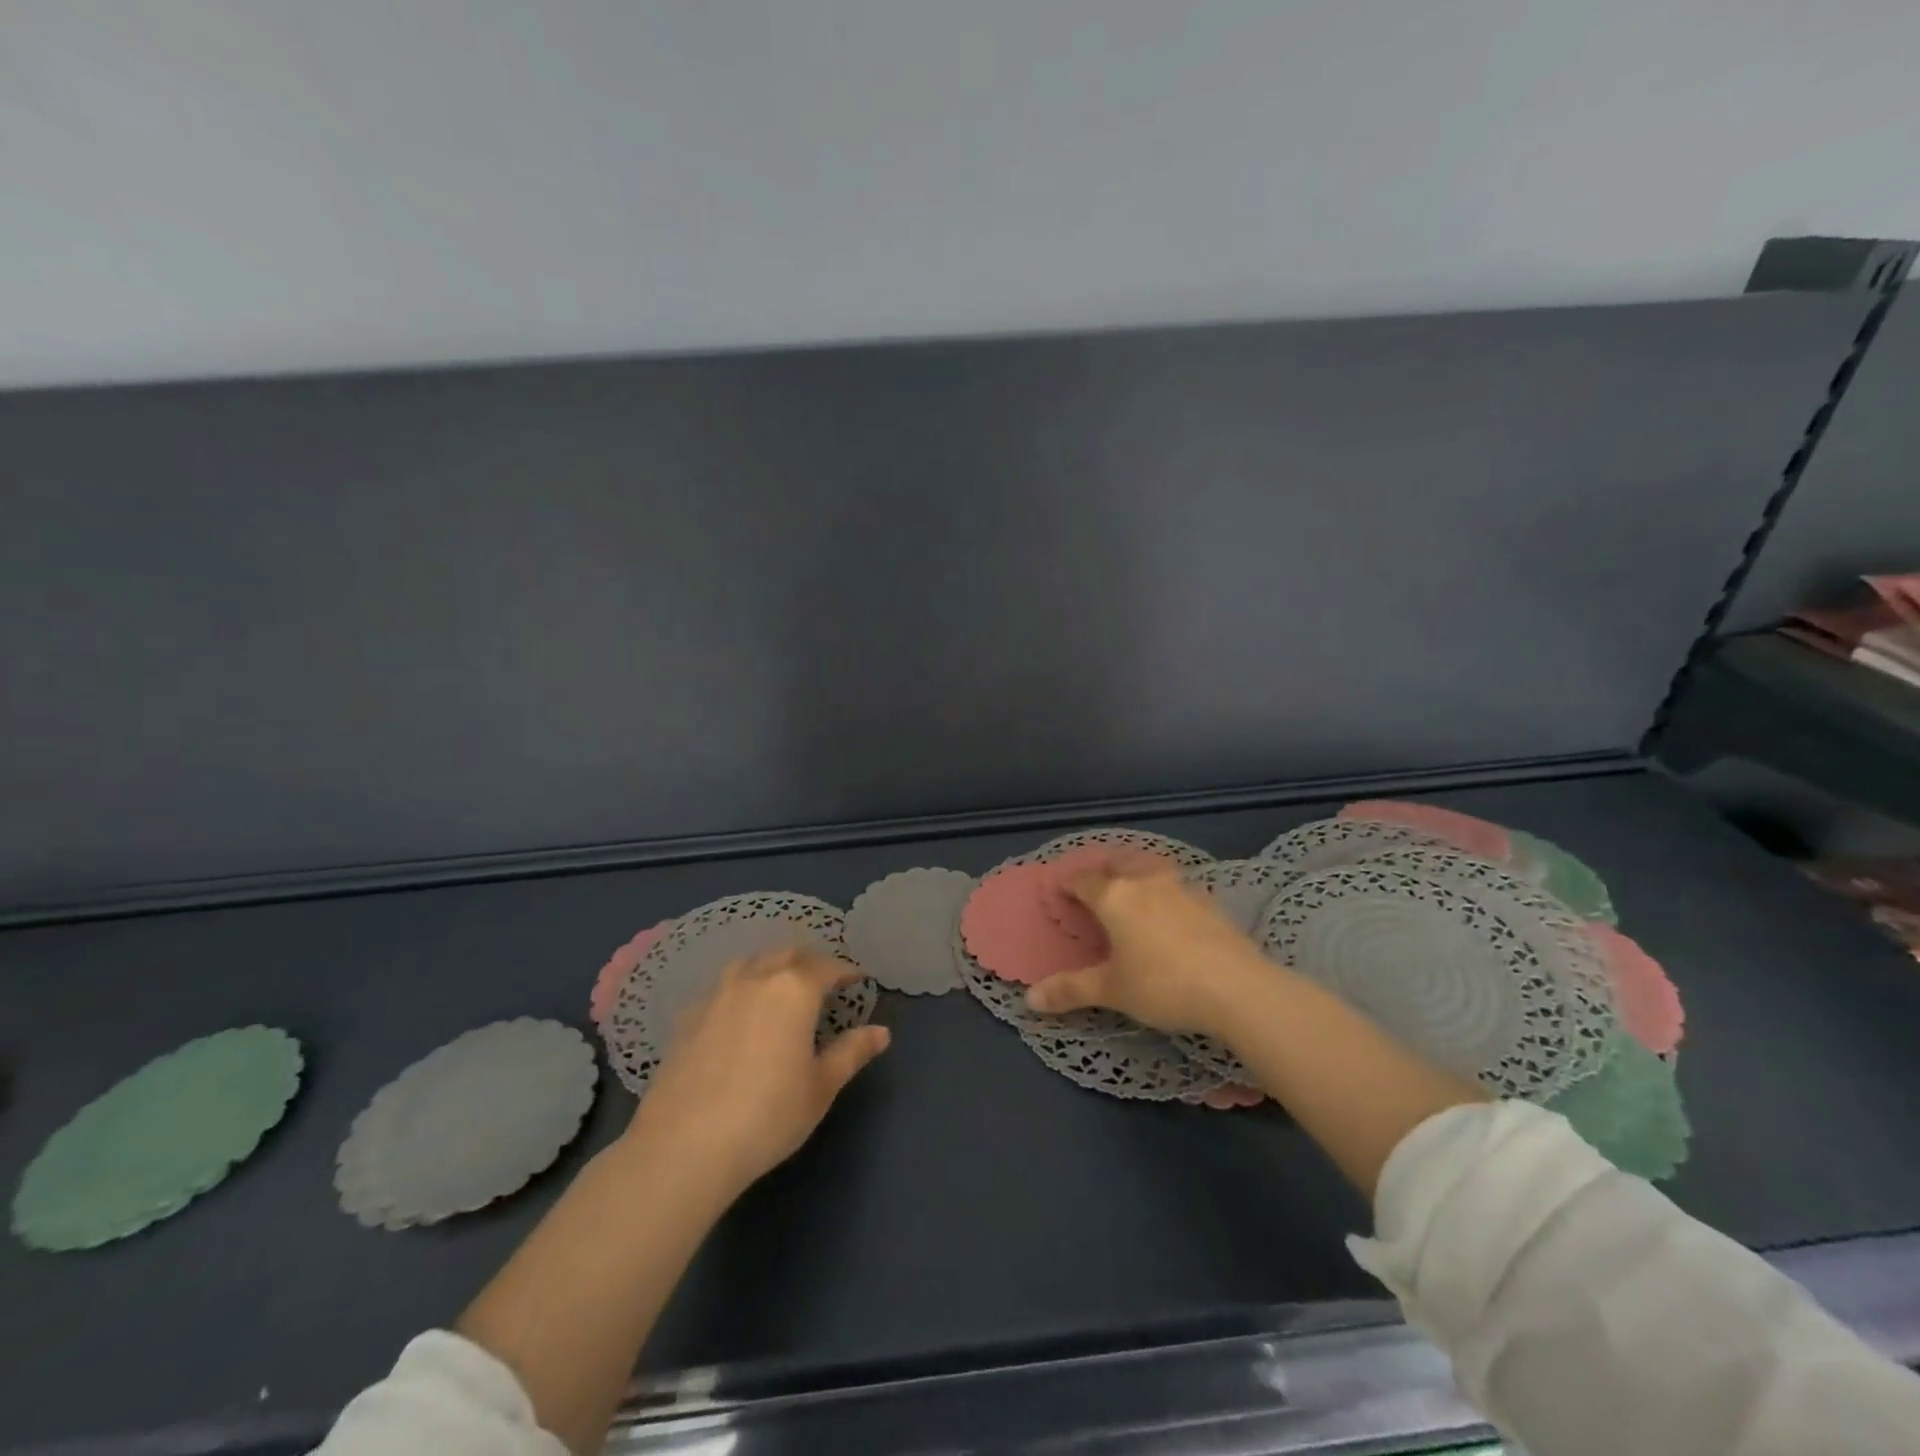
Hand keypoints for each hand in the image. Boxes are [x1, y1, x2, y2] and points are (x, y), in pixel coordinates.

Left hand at [621, 949, 889, 1202]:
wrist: (684, 1146)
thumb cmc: (768, 1115)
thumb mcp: (821, 1087)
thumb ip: (851, 1052)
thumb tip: (881, 1032)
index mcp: (794, 989)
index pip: (827, 966)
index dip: (845, 970)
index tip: (857, 978)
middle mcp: (756, 978)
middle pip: (787, 955)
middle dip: (809, 962)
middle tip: (823, 980)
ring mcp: (717, 994)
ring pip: (751, 964)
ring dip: (772, 967)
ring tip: (781, 988)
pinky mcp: (688, 1016)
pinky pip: (723, 987)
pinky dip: (741, 989)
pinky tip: (740, 1015)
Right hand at [1025, 870, 1272, 1036]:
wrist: (1236, 988)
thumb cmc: (1162, 984)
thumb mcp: (1112, 990)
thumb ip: (1071, 990)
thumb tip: (1029, 999)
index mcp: (1115, 897)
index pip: (1084, 881)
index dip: (1068, 883)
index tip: (1058, 889)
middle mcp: (1146, 883)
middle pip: (1119, 863)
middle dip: (1103, 869)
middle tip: (1094, 881)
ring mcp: (1182, 889)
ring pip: (1151, 869)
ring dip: (1136, 873)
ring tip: (1132, 886)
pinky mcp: (1210, 903)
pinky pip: (1178, 887)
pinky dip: (1165, 891)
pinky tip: (1171, 910)